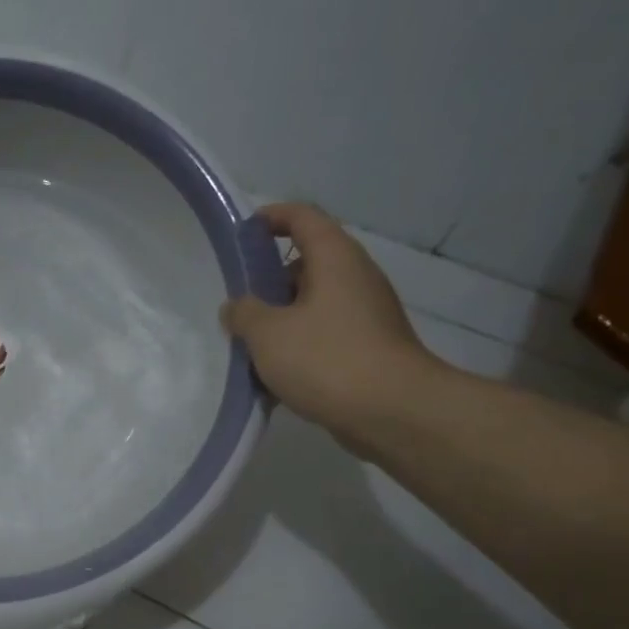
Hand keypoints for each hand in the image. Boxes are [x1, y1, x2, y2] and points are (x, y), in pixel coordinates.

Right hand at [221, 202, 435, 443]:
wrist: (391, 411)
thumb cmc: (326, 359)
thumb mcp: (268, 334)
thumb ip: (244, 314)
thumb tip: (237, 306)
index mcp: (335, 260)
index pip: (303, 218)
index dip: (271, 218)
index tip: (242, 233)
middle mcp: (355, 278)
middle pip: (307, 263)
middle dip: (269, 280)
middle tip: (238, 304)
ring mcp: (366, 314)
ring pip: (313, 303)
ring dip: (281, 318)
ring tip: (249, 344)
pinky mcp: (367, 348)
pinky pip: (324, 334)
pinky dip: (298, 345)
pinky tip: (274, 374)